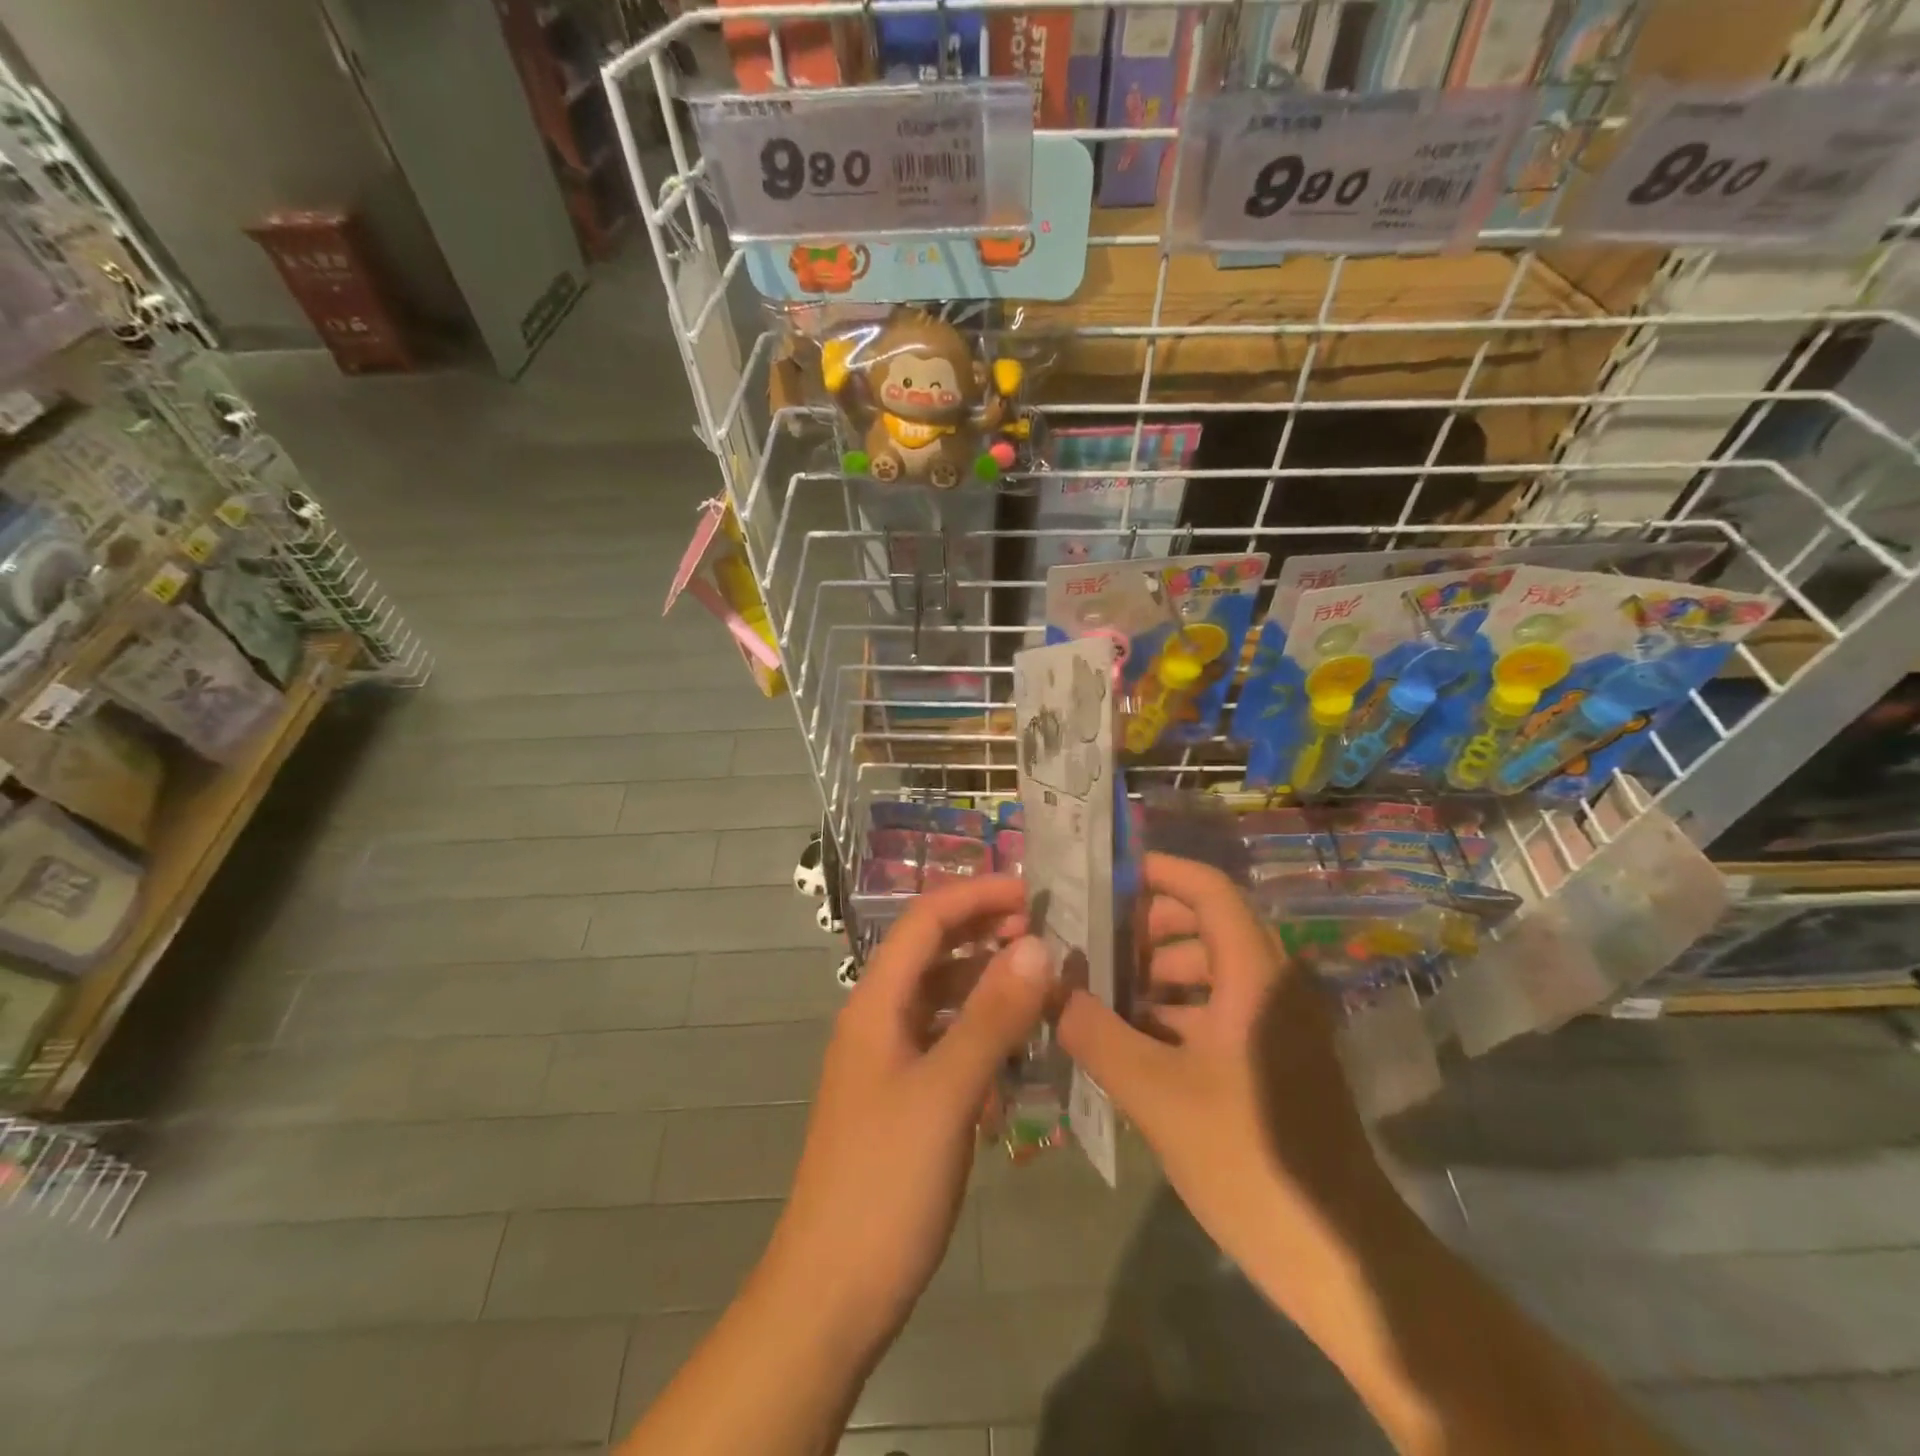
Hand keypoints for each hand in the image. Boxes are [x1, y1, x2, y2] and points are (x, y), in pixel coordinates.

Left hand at [761, 875, 1052, 1352]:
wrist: (831, 1294)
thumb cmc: (885, 1185)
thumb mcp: (946, 1094)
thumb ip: (992, 1017)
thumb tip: (1037, 944)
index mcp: (876, 1004)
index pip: (925, 921)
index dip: (977, 895)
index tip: (1035, 892)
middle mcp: (879, 1020)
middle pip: (934, 953)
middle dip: (986, 933)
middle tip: (1050, 934)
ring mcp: (890, 1061)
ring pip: (945, 999)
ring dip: (989, 983)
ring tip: (1046, 985)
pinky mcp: (905, 1098)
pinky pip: (949, 1043)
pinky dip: (984, 1033)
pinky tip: (1021, 1051)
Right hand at [1056, 853, 1398, 1269]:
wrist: (1340, 1259)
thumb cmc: (1250, 1160)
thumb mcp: (1157, 1094)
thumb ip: (1096, 1033)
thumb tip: (1048, 987)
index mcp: (1255, 976)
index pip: (1209, 891)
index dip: (1159, 872)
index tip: (1104, 877)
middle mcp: (1271, 986)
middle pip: (1205, 926)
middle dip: (1145, 929)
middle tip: (1088, 943)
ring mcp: (1275, 1025)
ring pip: (1208, 972)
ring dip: (1154, 975)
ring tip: (1096, 993)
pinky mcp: (1271, 1061)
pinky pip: (1216, 1011)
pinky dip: (1172, 1012)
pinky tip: (1127, 1039)